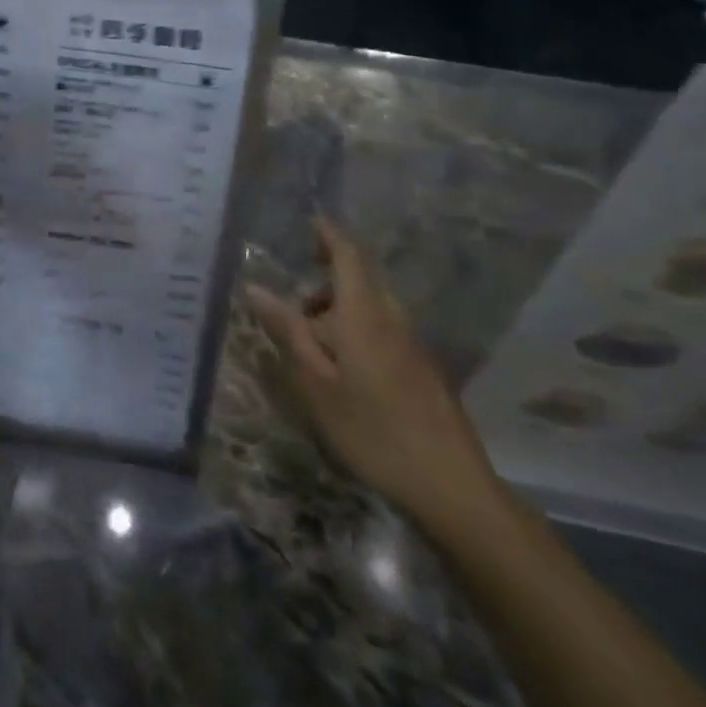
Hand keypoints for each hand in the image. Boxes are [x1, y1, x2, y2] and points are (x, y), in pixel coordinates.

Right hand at [249, 219, 501, 536]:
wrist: (449, 483)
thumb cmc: (371, 430)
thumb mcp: (316, 382)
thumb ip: (289, 331)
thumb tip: (257, 289)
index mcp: (364, 314)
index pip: (349, 256)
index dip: (329, 235)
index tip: (310, 223)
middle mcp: (393, 318)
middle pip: (362, 278)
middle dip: (329, 277)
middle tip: (296, 302)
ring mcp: (414, 342)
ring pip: (373, 304)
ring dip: (341, 306)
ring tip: (313, 342)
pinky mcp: (424, 366)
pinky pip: (385, 327)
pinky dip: (358, 327)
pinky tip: (345, 366)